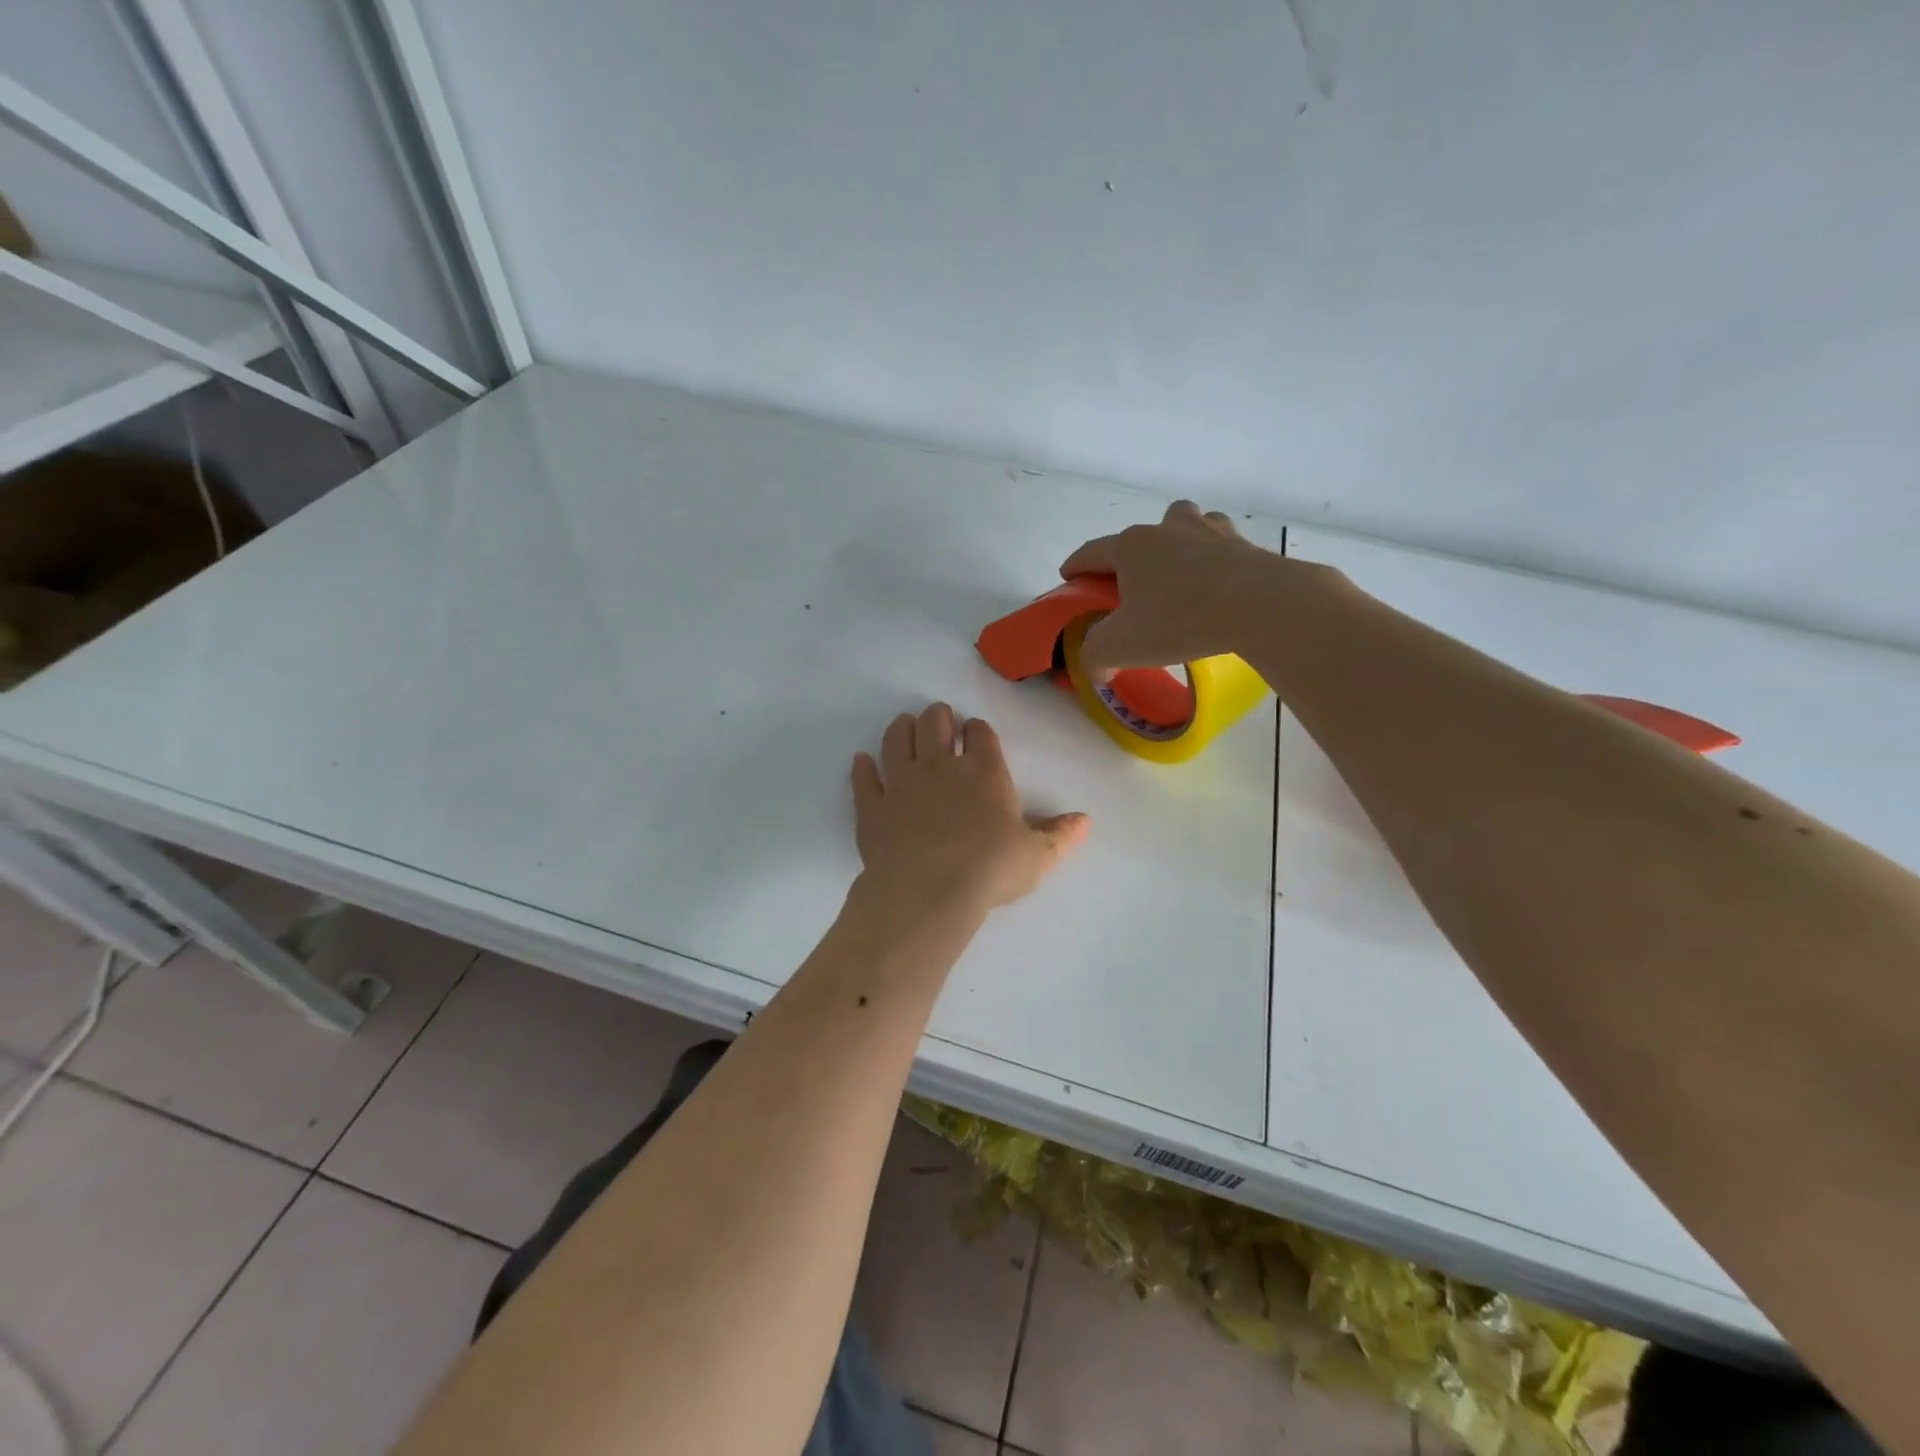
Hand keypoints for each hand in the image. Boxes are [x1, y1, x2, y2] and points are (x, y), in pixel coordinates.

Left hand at [851, 703, 1087, 921]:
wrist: (928, 891)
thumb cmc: (990, 869)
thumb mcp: (1037, 856)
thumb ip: (1060, 835)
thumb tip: (1085, 820)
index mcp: (983, 771)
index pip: (981, 734)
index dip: (978, 729)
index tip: (976, 731)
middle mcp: (940, 766)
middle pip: (934, 724)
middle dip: (938, 716)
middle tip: (940, 717)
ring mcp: (901, 783)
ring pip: (897, 740)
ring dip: (901, 728)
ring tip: (904, 724)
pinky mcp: (872, 806)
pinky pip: (864, 779)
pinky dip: (863, 767)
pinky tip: (862, 761)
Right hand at [1058, 500, 1286, 672]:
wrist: (1261, 606)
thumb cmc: (1179, 620)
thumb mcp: (1120, 646)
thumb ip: (1095, 656)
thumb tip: (1097, 667)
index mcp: (1132, 546)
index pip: (1092, 552)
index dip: (1076, 566)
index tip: (1069, 578)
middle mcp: (1169, 529)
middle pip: (1142, 533)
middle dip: (1132, 555)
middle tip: (1132, 584)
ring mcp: (1211, 532)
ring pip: (1187, 528)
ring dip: (1179, 545)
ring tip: (1180, 576)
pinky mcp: (1246, 547)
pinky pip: (1223, 549)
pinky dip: (1215, 562)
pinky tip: (1218, 585)